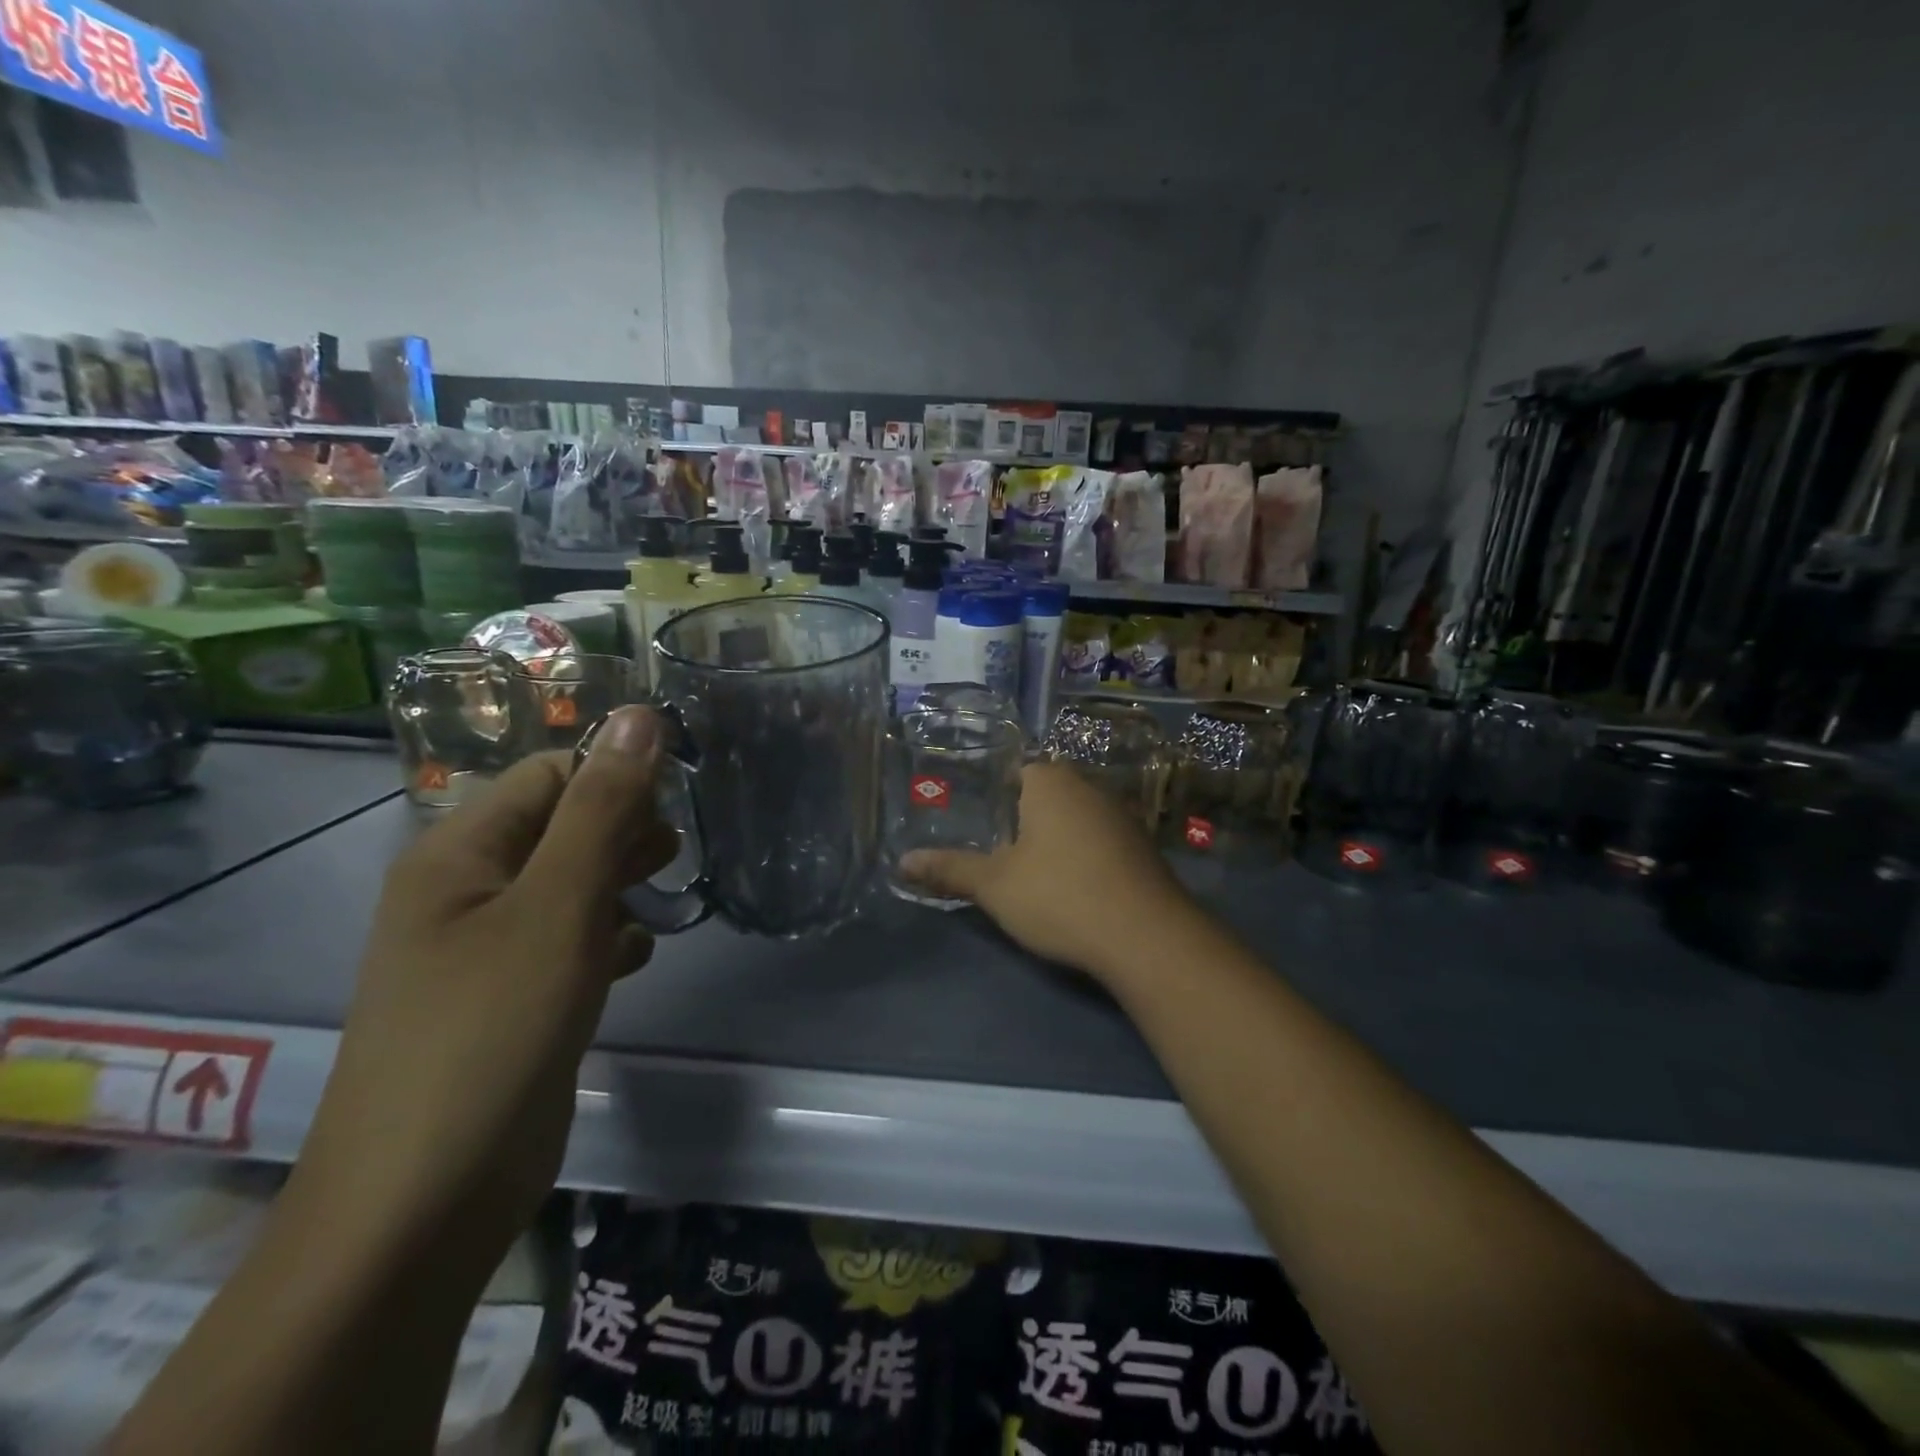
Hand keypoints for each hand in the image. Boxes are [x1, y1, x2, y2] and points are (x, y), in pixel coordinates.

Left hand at [288, 706, 676, 1283]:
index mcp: (457, 853)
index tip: (677, 805)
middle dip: (622, 832)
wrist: (425, 1201)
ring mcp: (484, 949)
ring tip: (661, 903)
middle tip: (674, 858)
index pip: (548, 775)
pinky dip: (605, 938)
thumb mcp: (558, 906)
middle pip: (559, 827)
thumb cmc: (491, 1029)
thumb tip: (641, 716)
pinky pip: (565, 940)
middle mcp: (464, 892)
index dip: (614, 778)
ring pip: (568, 885)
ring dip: (618, 884)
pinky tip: (636, 959)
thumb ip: (602, 809)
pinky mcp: (508, 998)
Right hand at [900, 760, 1194, 979]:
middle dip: (1023, 819)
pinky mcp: (1143, 849)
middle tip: (995, 850)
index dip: (994, 795)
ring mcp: (1122, 817)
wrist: (1146, 937)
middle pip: (1046, 794)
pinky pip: (1101, 842)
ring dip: (1055, 840)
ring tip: (1030, 873)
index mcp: (1051, 781)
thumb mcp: (994, 886)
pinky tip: (1073, 888)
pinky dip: (1084, 858)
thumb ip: (949, 870)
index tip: (978, 824)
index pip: (1016, 769)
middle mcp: (1089, 787)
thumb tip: (902, 862)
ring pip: (1075, 819)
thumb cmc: (1060, 896)